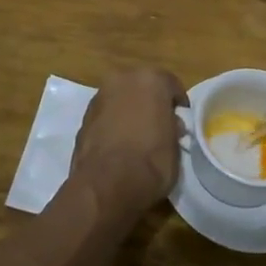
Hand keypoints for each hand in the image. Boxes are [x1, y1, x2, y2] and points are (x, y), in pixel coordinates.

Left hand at [73, 67, 187, 212]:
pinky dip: (113, 124)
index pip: (171, 85)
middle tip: (159, 126)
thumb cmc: (151, 162)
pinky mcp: (83, 118)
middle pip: (142, 87)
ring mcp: (99, 97)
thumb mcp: (175, 146)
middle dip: (150, 103)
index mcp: (151, 79)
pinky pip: (106, 116)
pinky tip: (118, 145)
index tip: (181, 121)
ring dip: (129, 112)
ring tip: (137, 138)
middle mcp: (123, 79)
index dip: (178, 105)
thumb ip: (172, 128)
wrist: (106, 185)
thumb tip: (170, 125)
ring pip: (121, 99)